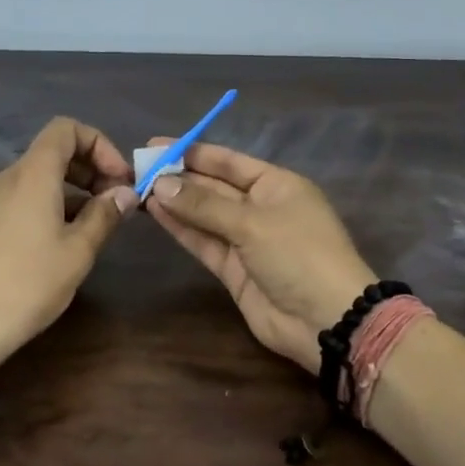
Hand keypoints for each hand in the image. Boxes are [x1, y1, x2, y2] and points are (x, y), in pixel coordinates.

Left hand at [0, 117, 138, 368]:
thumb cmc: (28, 282)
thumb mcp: (78, 251)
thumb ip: (104, 215)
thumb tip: (124, 194)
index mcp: (32, 173)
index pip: (66, 129)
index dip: (99, 144)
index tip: (119, 179)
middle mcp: (10, 177)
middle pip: (54, 151)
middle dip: (91, 168)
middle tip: (116, 201)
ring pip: (41, 176)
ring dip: (75, 189)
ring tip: (98, 223)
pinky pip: (27, 196)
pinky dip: (54, 204)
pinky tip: (69, 238)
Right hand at [145, 141, 377, 371]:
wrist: (326, 321)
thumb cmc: (299, 255)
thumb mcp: (253, 223)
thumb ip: (204, 205)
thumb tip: (160, 185)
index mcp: (277, 185)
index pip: (229, 162)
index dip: (194, 152)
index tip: (157, 144)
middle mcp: (261, 208)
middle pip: (214, 187)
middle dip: (179, 178)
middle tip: (139, 168)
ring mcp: (246, 240)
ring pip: (204, 215)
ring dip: (175, 202)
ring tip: (138, 187)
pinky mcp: (234, 269)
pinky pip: (203, 240)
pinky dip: (181, 228)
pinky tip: (154, 211)